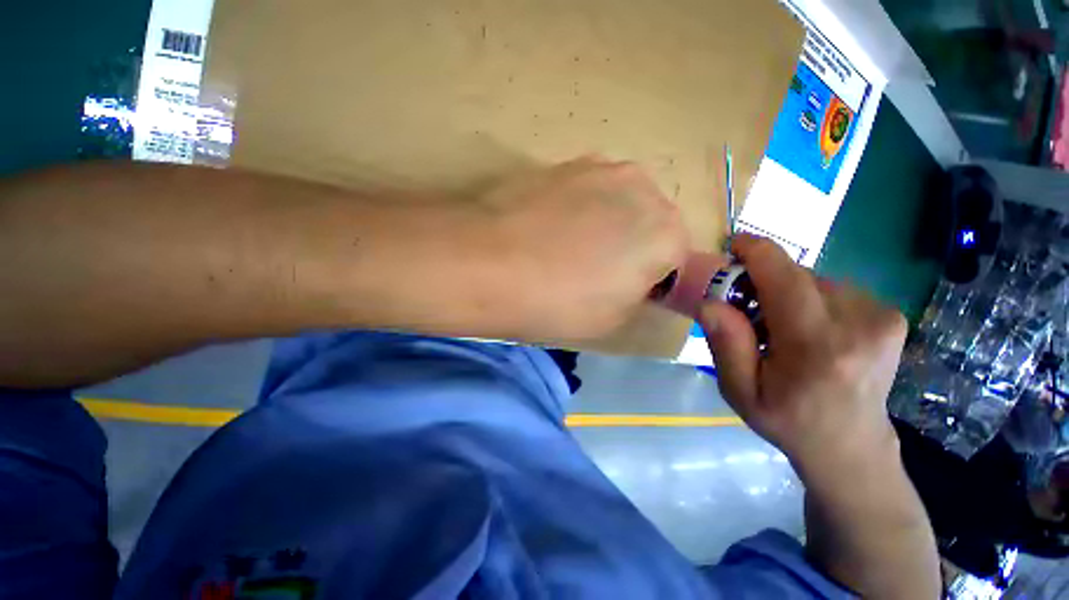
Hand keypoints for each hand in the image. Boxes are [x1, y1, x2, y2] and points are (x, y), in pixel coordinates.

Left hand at [473, 156, 686, 341]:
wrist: (487, 263)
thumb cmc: (557, 303)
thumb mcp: (612, 320)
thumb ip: (639, 297)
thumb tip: (637, 283)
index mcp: (666, 234)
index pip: (675, 259)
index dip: (650, 279)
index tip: (623, 291)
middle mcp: (644, 189)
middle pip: (649, 224)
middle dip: (632, 246)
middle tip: (593, 270)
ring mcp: (602, 168)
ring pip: (618, 203)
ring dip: (606, 223)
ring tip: (565, 247)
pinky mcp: (565, 162)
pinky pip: (587, 190)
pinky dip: (578, 208)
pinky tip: (547, 227)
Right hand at [697, 234, 906, 476]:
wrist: (851, 447)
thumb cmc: (787, 421)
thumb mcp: (739, 390)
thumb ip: (725, 343)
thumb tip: (709, 301)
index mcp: (817, 346)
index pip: (784, 276)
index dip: (754, 251)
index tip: (732, 245)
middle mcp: (860, 323)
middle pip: (797, 274)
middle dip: (763, 280)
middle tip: (744, 306)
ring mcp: (883, 318)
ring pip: (815, 279)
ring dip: (787, 292)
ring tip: (778, 324)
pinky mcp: (890, 316)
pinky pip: (835, 289)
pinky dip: (811, 298)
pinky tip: (808, 327)